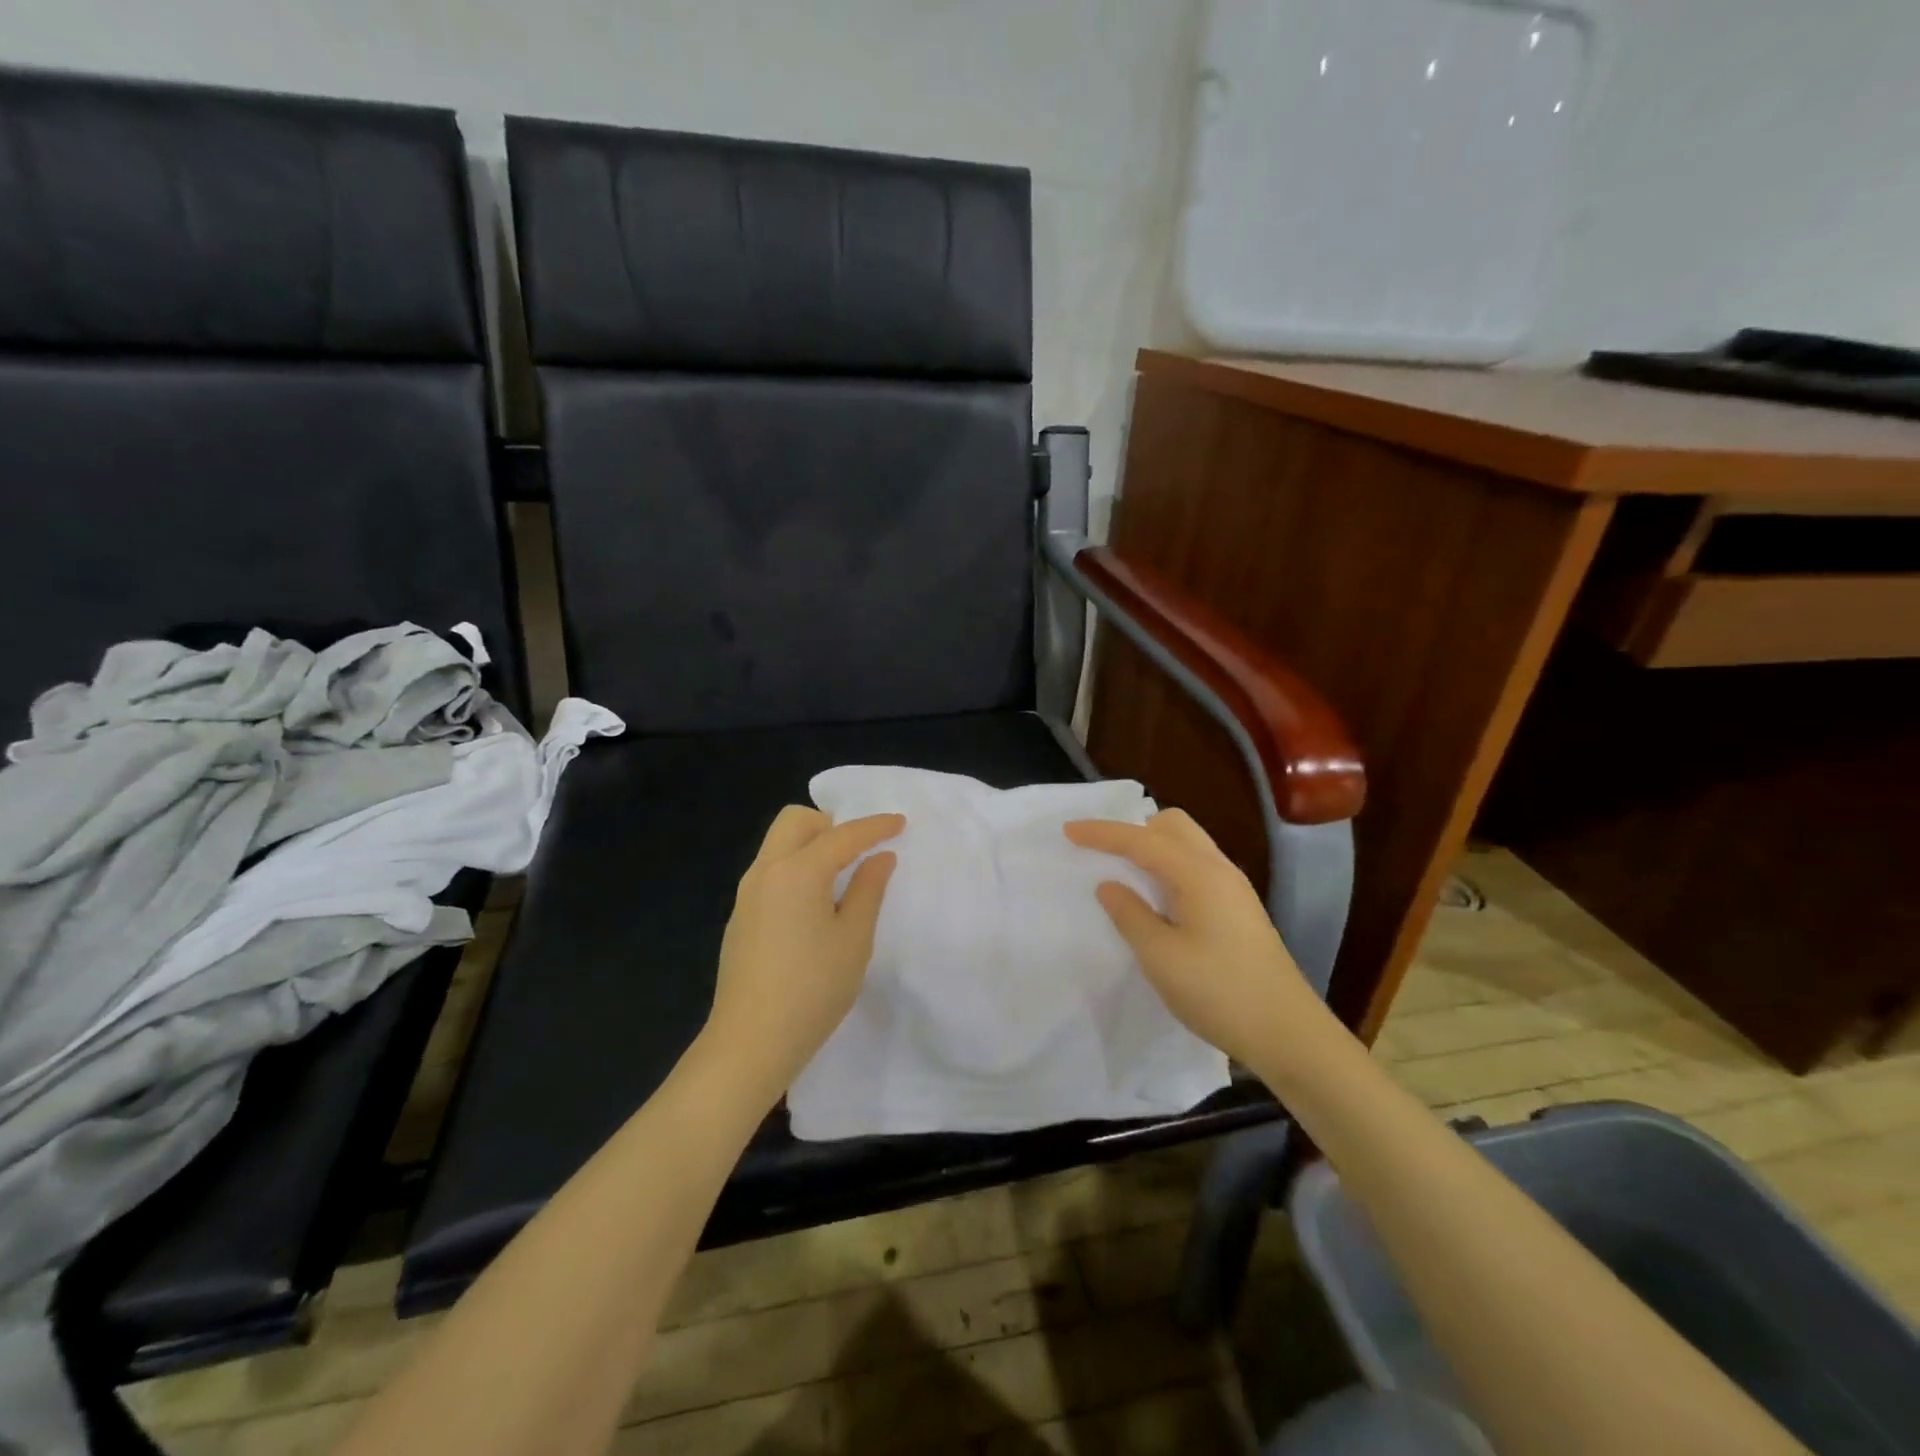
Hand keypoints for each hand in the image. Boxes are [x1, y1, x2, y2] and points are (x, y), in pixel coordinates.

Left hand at [706, 806, 903, 1100]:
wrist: (749, 1043)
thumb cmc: (812, 990)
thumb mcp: (854, 939)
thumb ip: (868, 890)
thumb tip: (880, 857)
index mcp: (797, 871)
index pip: (842, 835)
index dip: (875, 826)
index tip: (900, 823)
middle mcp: (766, 871)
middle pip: (795, 821)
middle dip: (830, 824)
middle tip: (858, 851)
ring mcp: (746, 894)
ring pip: (779, 845)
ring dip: (811, 846)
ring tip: (839, 880)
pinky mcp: (740, 917)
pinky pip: (770, 872)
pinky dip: (795, 870)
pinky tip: (812, 909)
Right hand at [1065, 809, 1316, 1069]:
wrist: (1288, 1033)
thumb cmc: (1219, 993)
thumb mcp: (1161, 957)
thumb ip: (1130, 915)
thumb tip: (1110, 885)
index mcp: (1199, 874)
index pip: (1142, 839)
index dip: (1102, 833)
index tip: (1068, 831)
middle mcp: (1219, 869)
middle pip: (1172, 826)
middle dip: (1133, 830)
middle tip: (1103, 853)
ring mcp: (1233, 888)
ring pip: (1186, 845)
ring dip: (1152, 848)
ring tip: (1124, 873)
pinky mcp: (1238, 908)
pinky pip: (1196, 866)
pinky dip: (1168, 867)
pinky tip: (1156, 898)